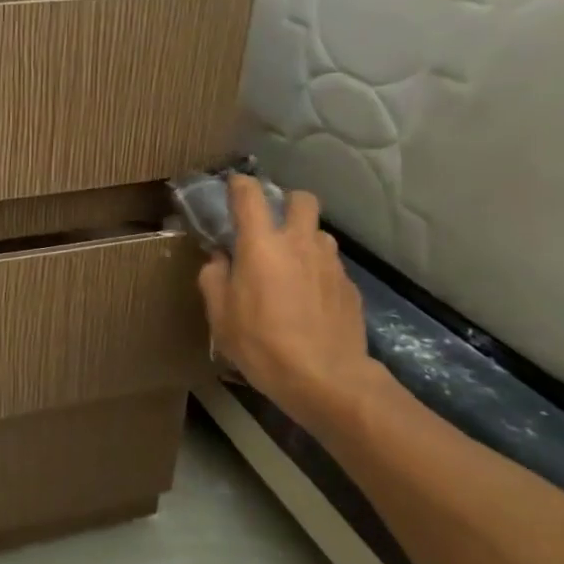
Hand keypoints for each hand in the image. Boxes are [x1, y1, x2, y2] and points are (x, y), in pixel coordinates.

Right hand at [197, 177, 381, 432]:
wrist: (326, 378)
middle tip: (271, 226)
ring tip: (290, 267)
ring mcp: (330, 264)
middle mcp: (300, 243)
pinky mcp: (349, 287)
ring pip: (319, 234)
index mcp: (262, 245)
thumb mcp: (220, 315)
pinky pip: (330, 266)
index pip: (250, 195)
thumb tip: (219, 258)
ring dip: (304, 240)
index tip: (232, 187)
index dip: (239, 185)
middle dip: (286, 203)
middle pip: (302, 200)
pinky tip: (308, 300)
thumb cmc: (262, 343)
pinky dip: (317, 272)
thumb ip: (214, 278)